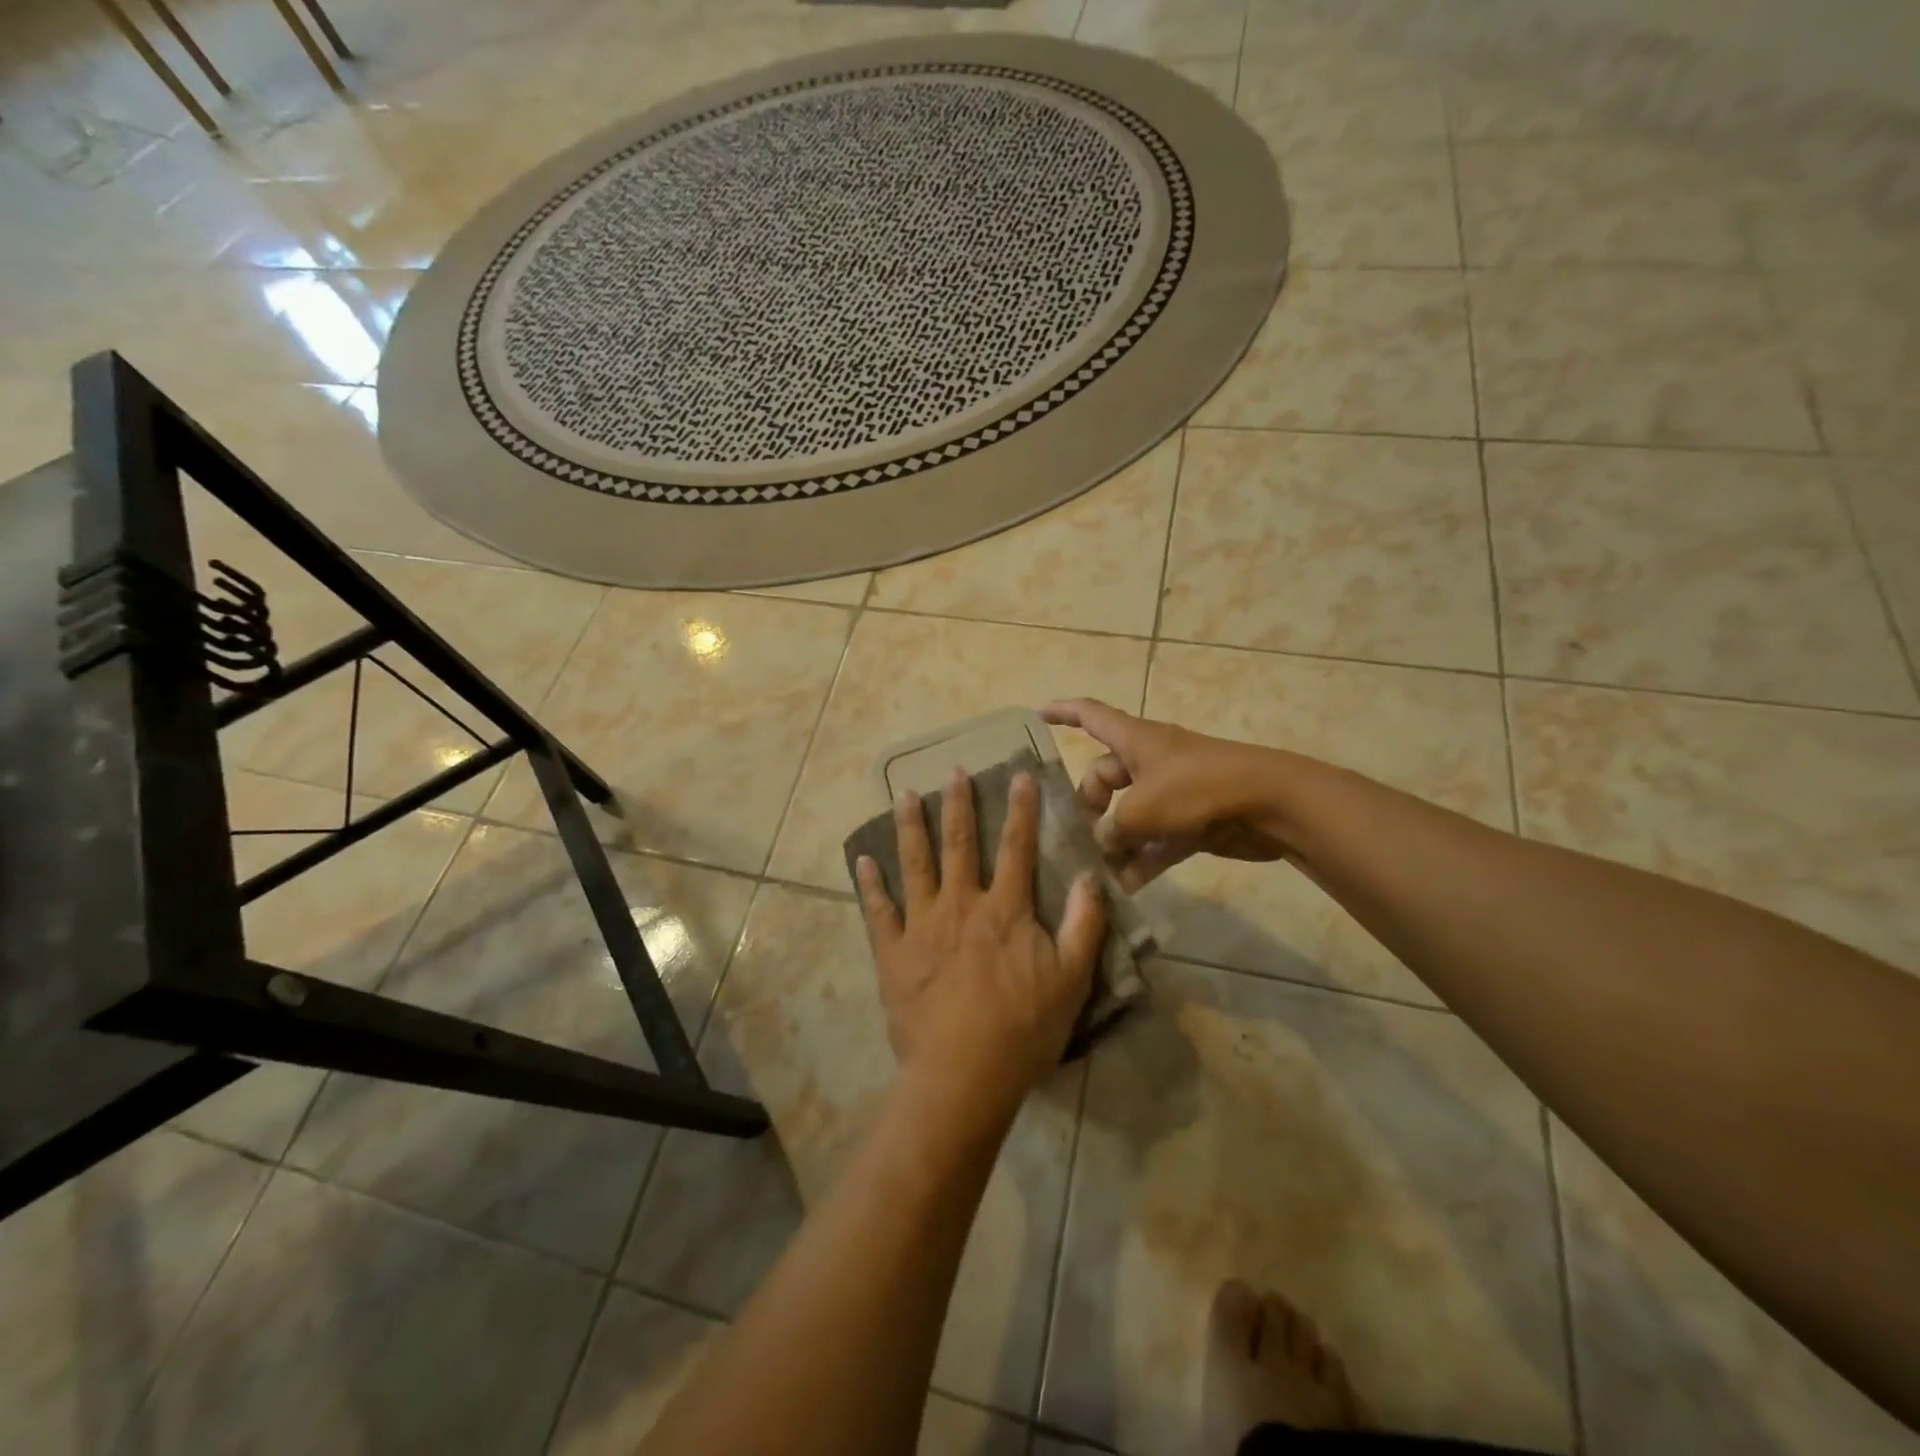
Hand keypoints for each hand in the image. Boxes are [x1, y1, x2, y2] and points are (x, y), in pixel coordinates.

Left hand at [855, 768, 1105, 1112]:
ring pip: (914, 864)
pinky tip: (862, 860)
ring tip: (904, 794)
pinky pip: (878, 911)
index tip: (1019, 776)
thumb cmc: (1023, 1030)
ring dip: (910, 827)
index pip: (1017, 848)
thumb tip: (1089, 877)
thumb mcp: (1072, 980)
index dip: (1021, 809)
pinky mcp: (893, 953)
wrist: (963, 1076)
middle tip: (952, 772)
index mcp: (1005, 910)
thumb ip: (1083, 925)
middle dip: (958, 805)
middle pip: (960, 844)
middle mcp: (961, 905)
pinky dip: (870, 884)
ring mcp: (922, 926)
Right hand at [1042, 698, 1291, 889]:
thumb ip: (1112, 829)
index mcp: (1135, 740)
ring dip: (1114, 842)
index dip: (1063, 712)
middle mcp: (1150, 762)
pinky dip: (1142, 860)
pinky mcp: (1191, 821)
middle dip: (1088, 806)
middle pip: (1104, 777)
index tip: (1038, 715)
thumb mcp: (1142, 809)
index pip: (1091, 715)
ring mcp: (1172, 792)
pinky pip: (1156, 840)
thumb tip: (1100, 844)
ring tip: (1095, 872)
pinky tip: (1126, 888)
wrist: (1270, 804)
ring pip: (1129, 815)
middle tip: (1076, 839)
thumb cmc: (1198, 788)